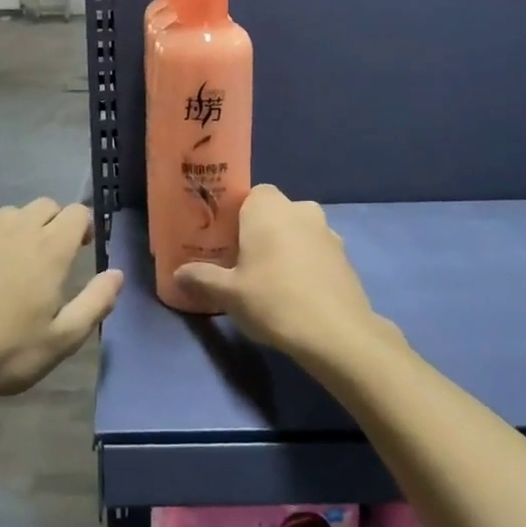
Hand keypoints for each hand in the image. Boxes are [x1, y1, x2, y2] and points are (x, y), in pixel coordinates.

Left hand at [0, 200, 122, 405]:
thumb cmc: (4, 353)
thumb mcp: (62, 340)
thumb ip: (96, 302)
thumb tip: (117, 273)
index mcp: (49, 249)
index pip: (76, 213)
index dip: (84, 226)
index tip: (82, 248)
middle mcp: (15, 229)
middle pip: (44, 206)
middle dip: (53, 223)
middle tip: (49, 257)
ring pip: (8, 215)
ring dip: (19, 229)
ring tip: (12, 264)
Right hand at [175, 185, 404, 369]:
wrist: (336, 333)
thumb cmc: (273, 300)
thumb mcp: (228, 293)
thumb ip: (201, 278)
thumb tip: (178, 274)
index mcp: (269, 208)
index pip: (251, 194)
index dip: (238, 215)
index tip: (227, 240)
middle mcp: (301, 210)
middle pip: (276, 212)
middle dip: (262, 231)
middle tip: (244, 261)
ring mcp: (329, 232)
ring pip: (299, 231)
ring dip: (287, 246)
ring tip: (272, 280)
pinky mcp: (346, 258)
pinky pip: (317, 252)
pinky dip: (307, 264)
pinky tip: (298, 293)